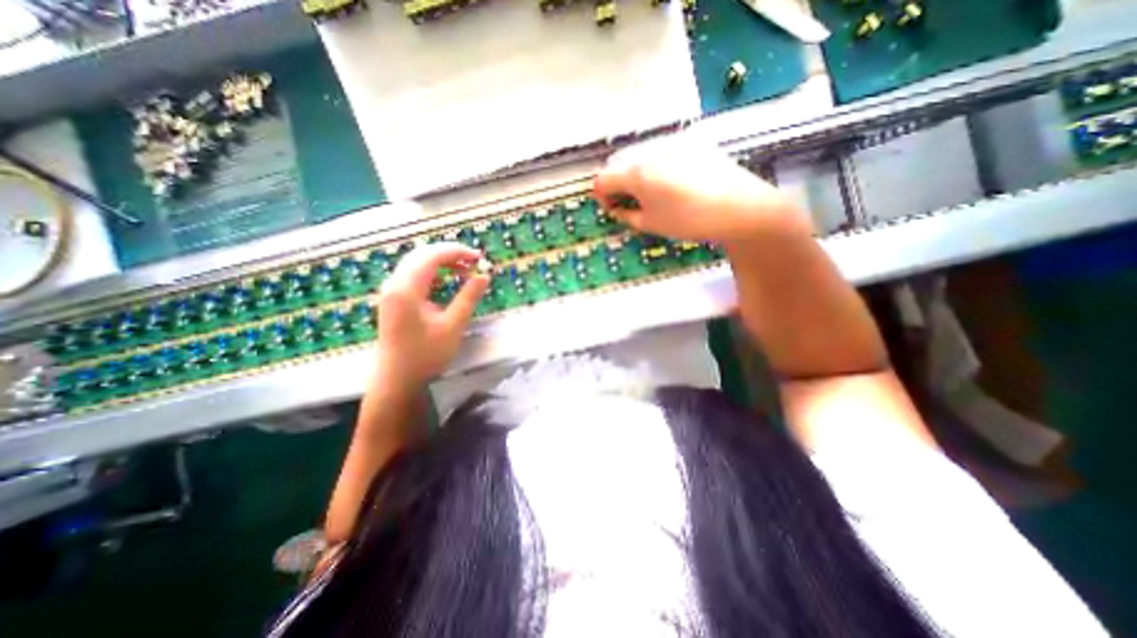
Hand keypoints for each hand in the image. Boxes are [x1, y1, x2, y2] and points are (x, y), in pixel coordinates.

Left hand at [373, 243, 487, 389]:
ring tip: (464, 269)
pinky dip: (432, 272)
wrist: (397, 379)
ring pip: (416, 263)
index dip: (456, 251)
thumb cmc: (426, 355)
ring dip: (441, 261)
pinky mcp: (393, 299)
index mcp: (406, 289)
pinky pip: (413, 274)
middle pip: (421, 254)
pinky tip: (447, 280)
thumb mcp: (453, 325)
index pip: (431, 256)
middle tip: (474, 261)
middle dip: (449, 253)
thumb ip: (468, 297)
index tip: (479, 257)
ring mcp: (391, 291)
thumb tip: (484, 275)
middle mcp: (394, 284)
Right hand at [590, 137, 802, 244]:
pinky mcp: (690, 140)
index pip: (602, 178)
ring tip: (648, 193)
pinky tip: (668, 181)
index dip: (601, 195)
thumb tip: (615, 208)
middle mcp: (650, 149)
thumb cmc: (690, 220)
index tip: (611, 208)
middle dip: (616, 183)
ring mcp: (672, 140)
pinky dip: (653, 164)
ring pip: (638, 153)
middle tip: (627, 202)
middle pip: (618, 162)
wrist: (740, 207)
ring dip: (633, 172)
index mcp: (637, 171)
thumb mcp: (651, 224)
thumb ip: (625, 214)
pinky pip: (660, 150)